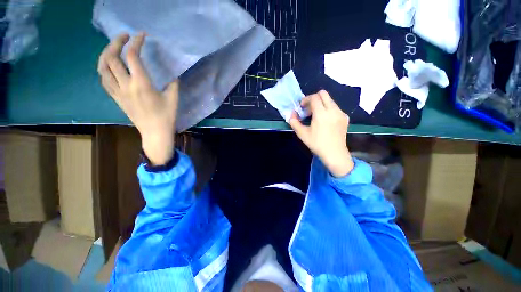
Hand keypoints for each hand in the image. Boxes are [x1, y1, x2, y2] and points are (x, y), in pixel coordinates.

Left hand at [98, 33, 178, 165]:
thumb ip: (173, 84)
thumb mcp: (173, 99)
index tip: (142, 35)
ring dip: (106, 53)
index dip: (136, 43)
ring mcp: (117, 92)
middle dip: (116, 42)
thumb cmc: (166, 116)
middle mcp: (125, 85)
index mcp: (142, 84)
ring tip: (114, 48)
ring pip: (102, 67)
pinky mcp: (115, 98)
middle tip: (124, 36)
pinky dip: (104, 68)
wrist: (154, 132)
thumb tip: (172, 75)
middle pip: (111, 58)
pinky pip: (103, 79)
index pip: (133, 57)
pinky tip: (110, 65)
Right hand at [289, 90, 353, 176]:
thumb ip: (294, 122)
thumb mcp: (302, 134)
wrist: (335, 153)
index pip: (314, 97)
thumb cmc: (317, 144)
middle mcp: (333, 110)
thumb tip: (292, 114)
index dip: (306, 99)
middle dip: (314, 98)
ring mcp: (341, 113)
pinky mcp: (345, 117)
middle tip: (308, 109)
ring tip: (316, 116)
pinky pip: (335, 107)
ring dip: (321, 104)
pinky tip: (325, 121)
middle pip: (323, 94)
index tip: (301, 107)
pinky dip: (328, 109)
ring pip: (330, 100)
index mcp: (321, 114)